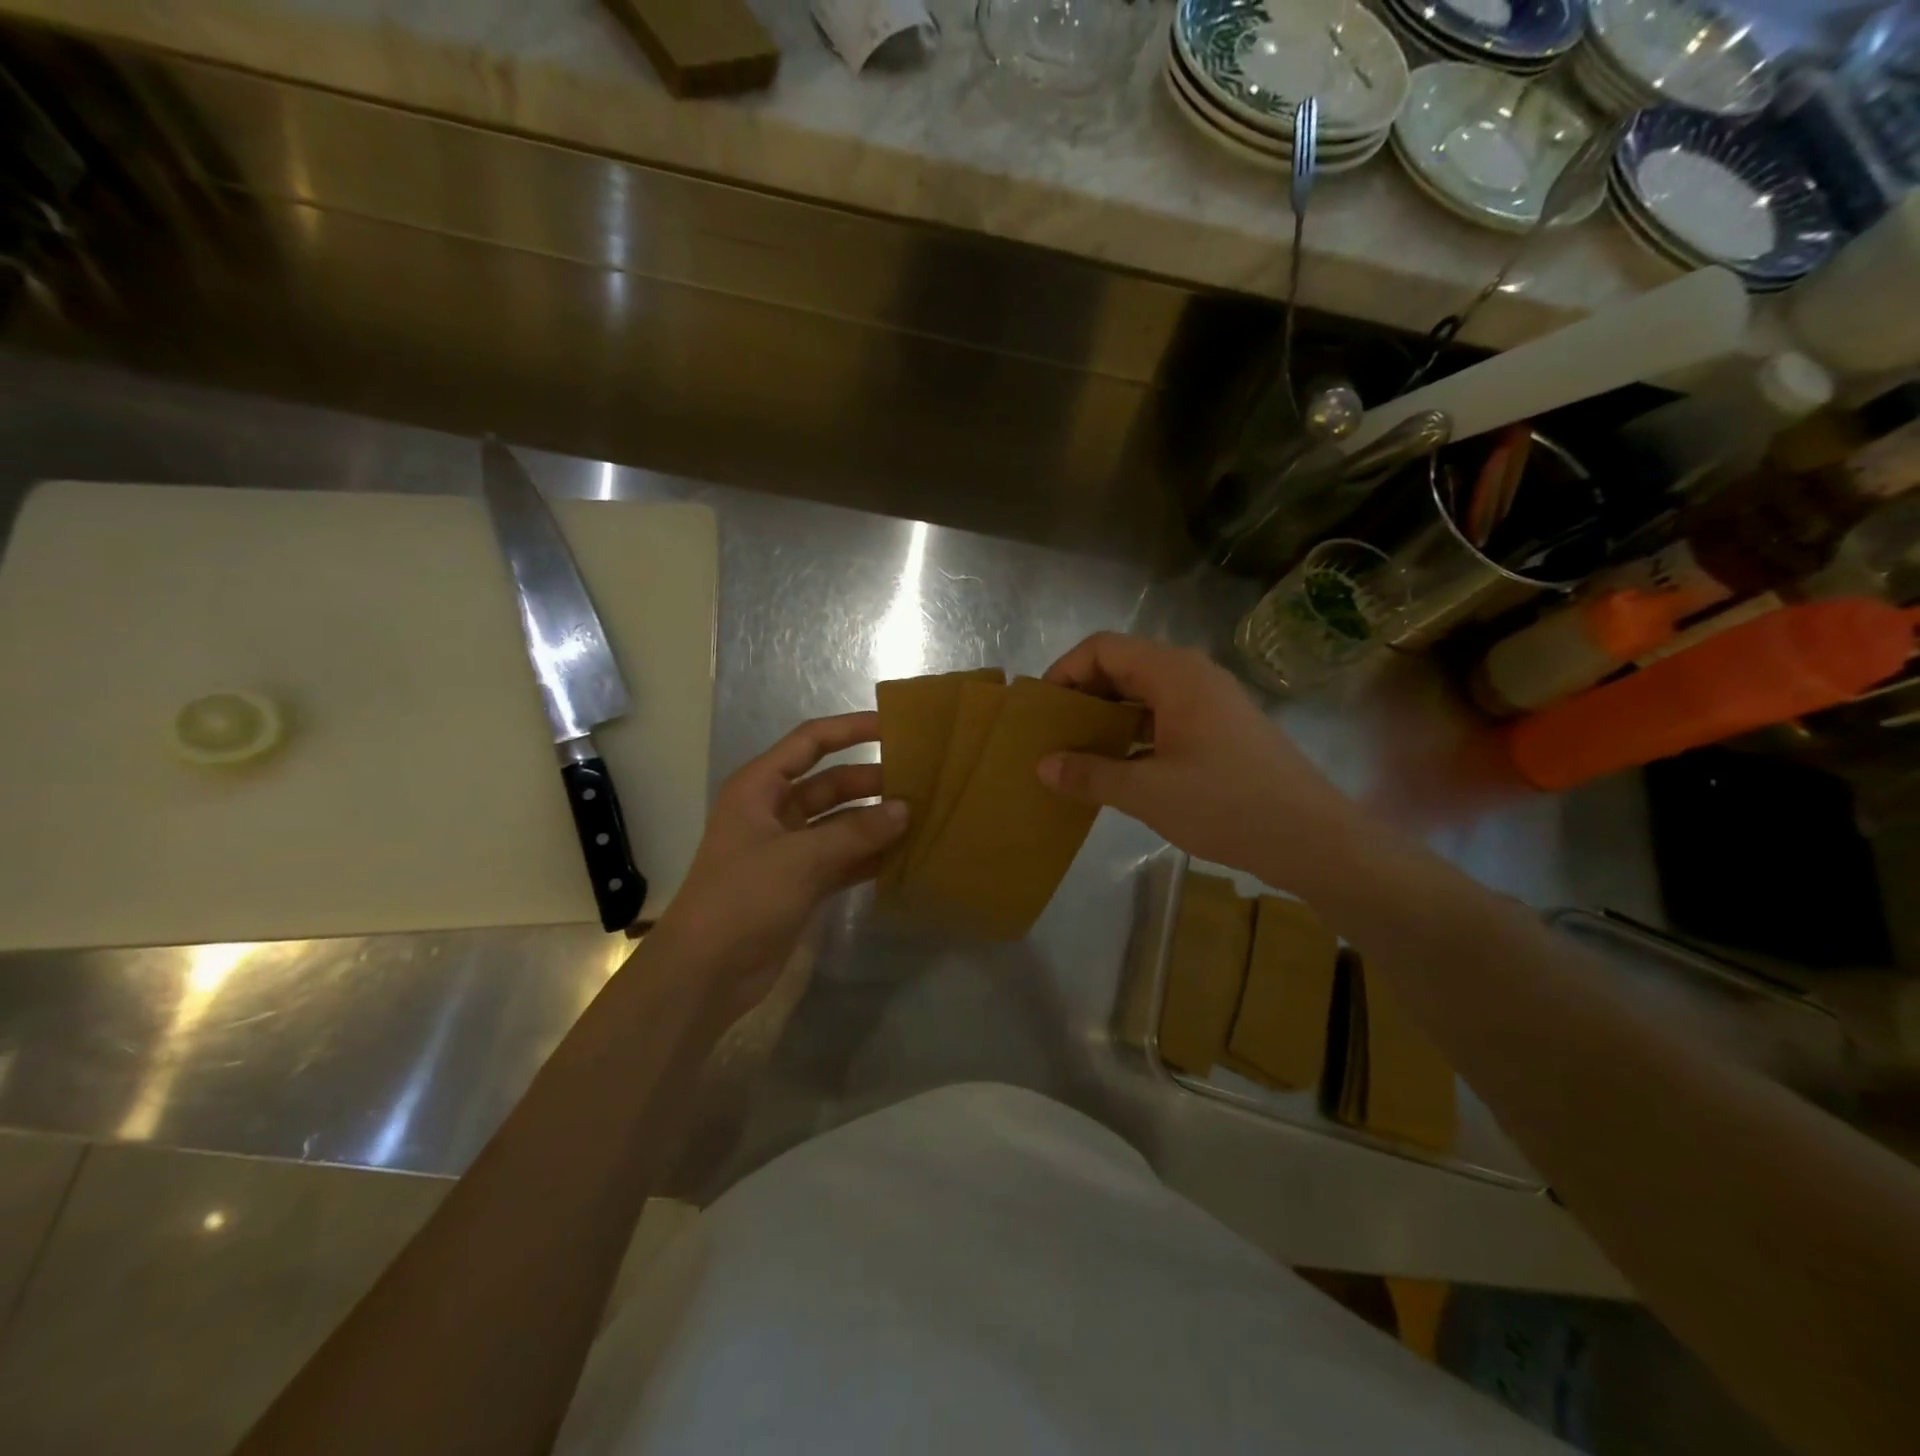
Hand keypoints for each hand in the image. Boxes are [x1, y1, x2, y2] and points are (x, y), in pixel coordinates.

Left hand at [646, 712, 905, 1020]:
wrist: (706, 973)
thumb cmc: (743, 899)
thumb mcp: (800, 858)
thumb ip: (856, 832)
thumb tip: (905, 809)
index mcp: (760, 787)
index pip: (810, 742)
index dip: (851, 729)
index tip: (895, 727)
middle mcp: (774, 811)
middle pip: (832, 783)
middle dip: (872, 781)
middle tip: (922, 781)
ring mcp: (789, 849)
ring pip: (841, 823)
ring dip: (875, 821)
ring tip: (923, 816)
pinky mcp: (801, 883)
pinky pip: (843, 858)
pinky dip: (869, 856)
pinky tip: (905, 856)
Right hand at [1037, 633, 1357, 881]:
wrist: (1313, 840)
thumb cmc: (1227, 805)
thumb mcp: (1148, 792)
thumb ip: (1090, 774)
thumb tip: (1042, 766)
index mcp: (1175, 674)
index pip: (1104, 648)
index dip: (1065, 670)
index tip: (1041, 708)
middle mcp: (1193, 677)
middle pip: (1123, 666)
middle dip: (1083, 694)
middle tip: (1052, 731)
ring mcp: (1210, 703)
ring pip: (1144, 694)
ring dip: (1107, 715)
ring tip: (1075, 750)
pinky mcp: (1220, 731)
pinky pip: (1163, 717)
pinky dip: (1133, 734)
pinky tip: (1115, 766)